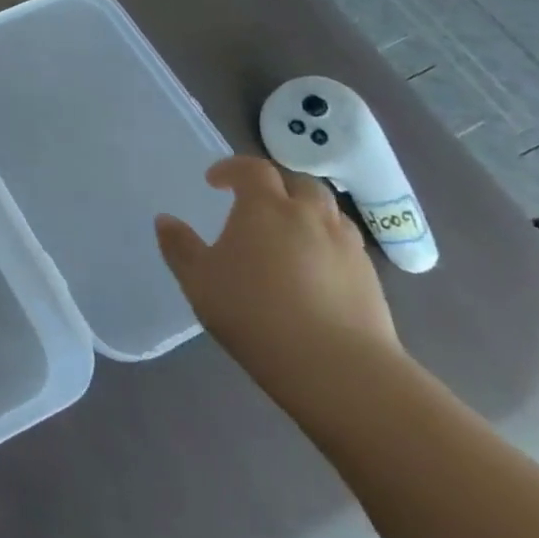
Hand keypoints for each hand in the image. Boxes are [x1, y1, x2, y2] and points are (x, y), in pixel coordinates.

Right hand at [157, 156, 402, 415]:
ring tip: (288, 235)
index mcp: (266, 207)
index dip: (232, 168)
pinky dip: (327, 244)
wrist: (338, 369)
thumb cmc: (255, 313)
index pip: (252, 169)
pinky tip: (314, 271)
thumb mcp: (199, 281)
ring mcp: (347, 247)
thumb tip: (166, 220)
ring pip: (330, 213)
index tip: (214, 182)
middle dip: (276, 186)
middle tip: (256, 204)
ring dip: (307, 213)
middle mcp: (310, 217)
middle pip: (299, 183)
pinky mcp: (372, 280)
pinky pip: (346, 246)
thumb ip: (179, 247)